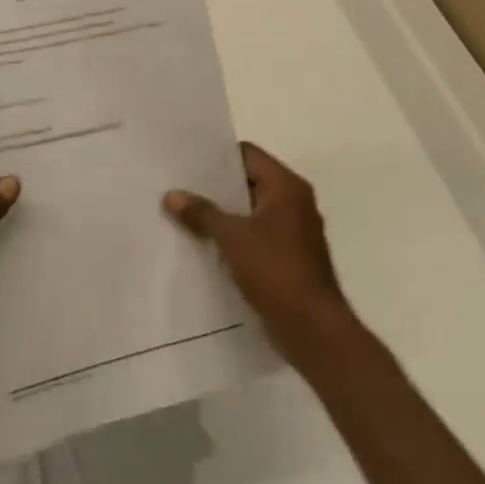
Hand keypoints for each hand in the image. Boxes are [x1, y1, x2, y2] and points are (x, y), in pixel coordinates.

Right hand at [164, 142, 355, 369]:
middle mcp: (294, 202)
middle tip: (178, 185)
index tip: (186, 161)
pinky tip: (204, 243)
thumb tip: (172, 195)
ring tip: (184, 213)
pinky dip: (233, 236)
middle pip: (248, 182)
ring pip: (250, 211)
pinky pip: (255, 236)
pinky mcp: (288, 258)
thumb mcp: (231, 237)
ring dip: (222, 214)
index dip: (217, 156)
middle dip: (215, 186)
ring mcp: (293, 231)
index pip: (247, 154)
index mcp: (286, 186)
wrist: (312, 329)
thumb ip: (201, 213)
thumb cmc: (275, 270)